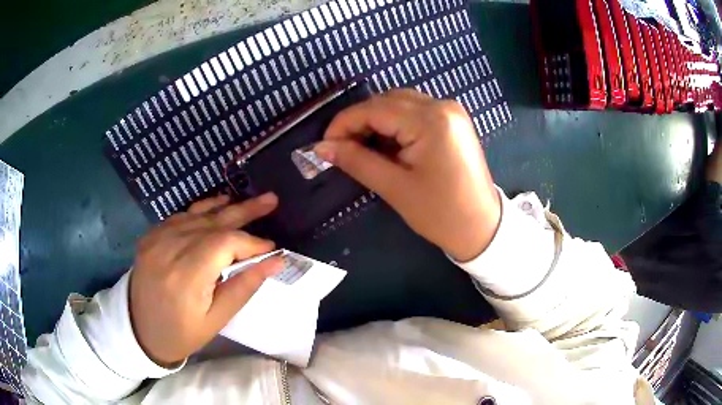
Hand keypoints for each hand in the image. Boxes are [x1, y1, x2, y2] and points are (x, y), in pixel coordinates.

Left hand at [130, 193, 282, 366]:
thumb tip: (275, 261)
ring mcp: (156, 239)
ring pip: (197, 214)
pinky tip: (217, 208)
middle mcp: (168, 249)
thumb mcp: (217, 319)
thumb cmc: (182, 332)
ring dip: (225, 208)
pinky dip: (202, 211)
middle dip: (245, 211)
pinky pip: (181, 216)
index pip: (224, 244)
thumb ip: (244, 287)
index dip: (251, 242)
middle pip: (212, 221)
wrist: (140, 329)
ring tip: (248, 202)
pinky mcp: (150, 236)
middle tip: (271, 200)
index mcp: (185, 276)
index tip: (271, 248)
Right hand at [315, 89, 500, 261]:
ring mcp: (451, 111)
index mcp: (431, 120)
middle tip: (343, 149)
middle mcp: (442, 105)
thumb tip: (321, 147)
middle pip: (387, 100)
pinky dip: (396, 124)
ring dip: (377, 121)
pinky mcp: (453, 120)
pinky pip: (416, 111)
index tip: (325, 144)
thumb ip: (356, 161)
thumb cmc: (440, 213)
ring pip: (400, 103)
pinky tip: (388, 145)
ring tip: (364, 149)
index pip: (375, 109)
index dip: (344, 123)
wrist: (482, 227)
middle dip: (360, 121)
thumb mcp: (394, 187)